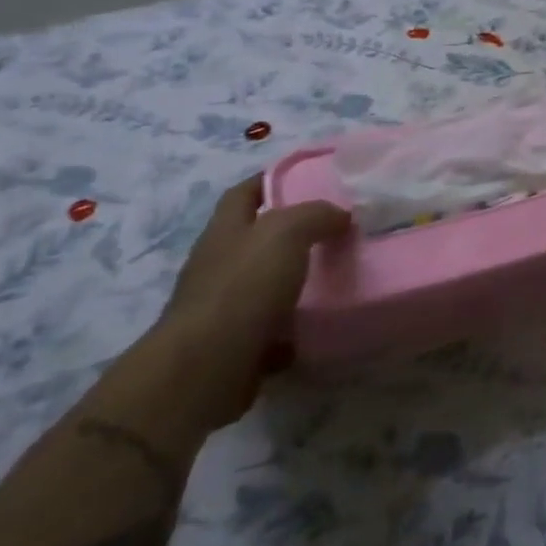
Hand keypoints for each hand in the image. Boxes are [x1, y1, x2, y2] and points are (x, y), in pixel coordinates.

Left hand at [155, 177, 350, 432]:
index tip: (308, 177)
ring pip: (267, 284)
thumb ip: (317, 215)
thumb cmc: (243, 287)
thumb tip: (341, 217)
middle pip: (257, 239)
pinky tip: (324, 321)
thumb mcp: (287, 232)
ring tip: (340, 274)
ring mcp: (223, 308)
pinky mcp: (234, 346)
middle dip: (293, 233)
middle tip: (338, 228)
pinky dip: (296, 325)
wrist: (205, 369)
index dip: (270, 179)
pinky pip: (272, 328)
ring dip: (297, 280)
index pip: (243, 193)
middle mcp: (218, 266)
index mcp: (225, 232)